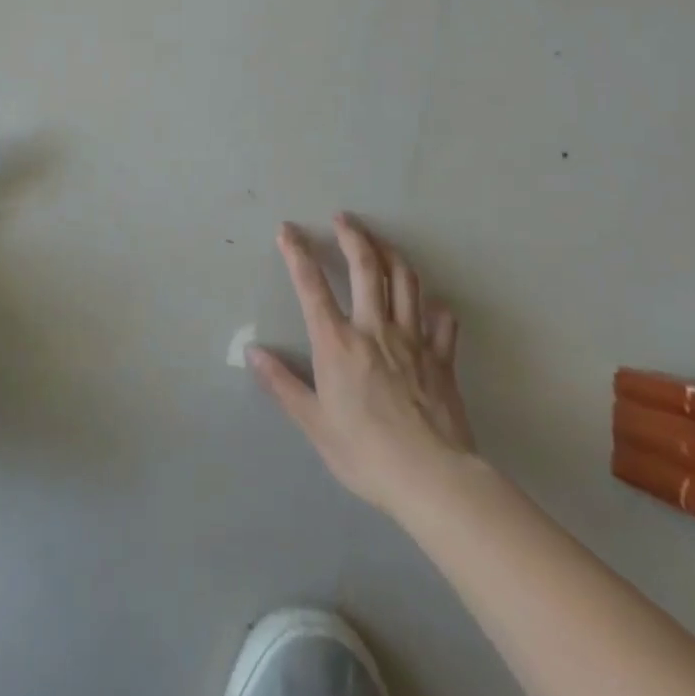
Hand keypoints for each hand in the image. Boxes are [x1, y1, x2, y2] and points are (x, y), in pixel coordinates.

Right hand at [250, 213, 474, 518]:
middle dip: (352, 236)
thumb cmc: (365, 453)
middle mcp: (374, 329)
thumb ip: (282, 384)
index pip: (311, 286)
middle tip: (343, 217)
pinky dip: (435, 305)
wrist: (432, 479)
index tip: (287, 230)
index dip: (296, 252)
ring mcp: (413, 340)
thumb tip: (252, 353)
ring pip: (404, 282)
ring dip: (391, 255)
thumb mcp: (313, 423)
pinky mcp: (442, 358)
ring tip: (380, 244)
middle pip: (365, 267)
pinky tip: (430, 302)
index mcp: (337, 343)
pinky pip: (442, 321)